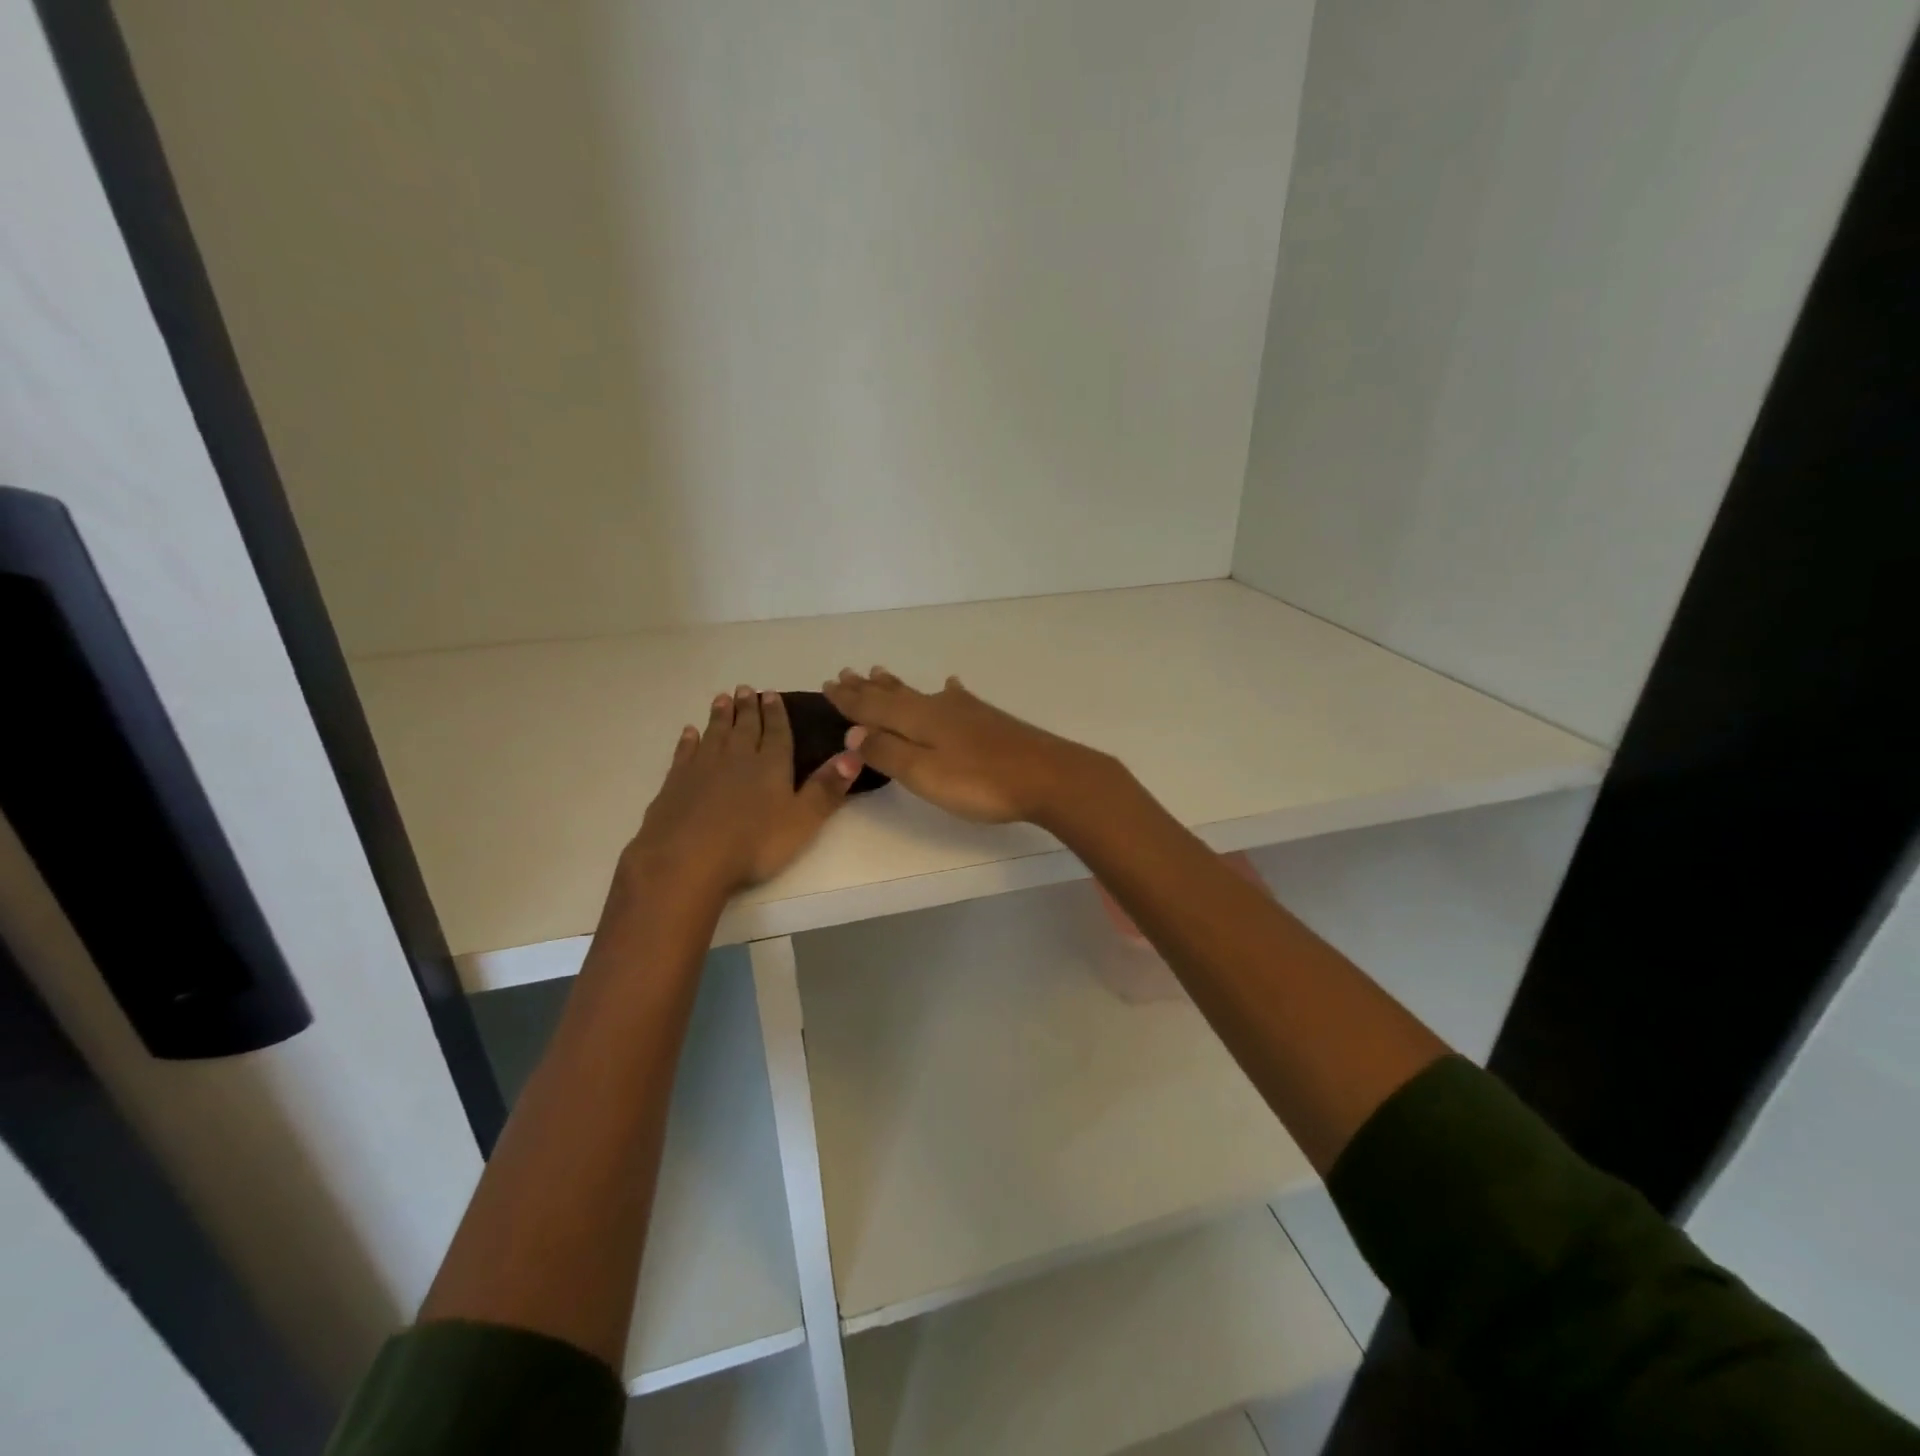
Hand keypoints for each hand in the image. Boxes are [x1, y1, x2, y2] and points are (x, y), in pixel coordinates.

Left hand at [620, 686, 862, 898]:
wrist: (686, 859)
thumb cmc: (753, 843)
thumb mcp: (803, 820)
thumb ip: (827, 787)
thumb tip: (855, 752)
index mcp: (771, 765)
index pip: (776, 732)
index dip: (775, 713)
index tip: (771, 693)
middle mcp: (737, 758)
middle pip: (744, 727)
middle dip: (748, 708)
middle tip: (746, 689)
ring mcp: (703, 768)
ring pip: (715, 733)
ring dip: (720, 716)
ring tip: (722, 698)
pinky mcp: (675, 782)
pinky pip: (685, 753)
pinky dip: (688, 740)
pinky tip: (689, 732)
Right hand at [822, 668, 1107, 824]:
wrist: (1047, 776)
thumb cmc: (980, 782)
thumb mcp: (924, 774)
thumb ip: (887, 752)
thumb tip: (852, 731)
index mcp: (917, 720)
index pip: (872, 707)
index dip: (848, 700)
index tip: (827, 684)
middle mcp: (938, 708)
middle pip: (894, 695)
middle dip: (867, 688)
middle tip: (846, 673)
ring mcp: (966, 711)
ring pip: (921, 693)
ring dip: (897, 685)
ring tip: (879, 672)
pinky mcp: (988, 719)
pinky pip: (956, 697)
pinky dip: (947, 691)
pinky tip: (951, 685)